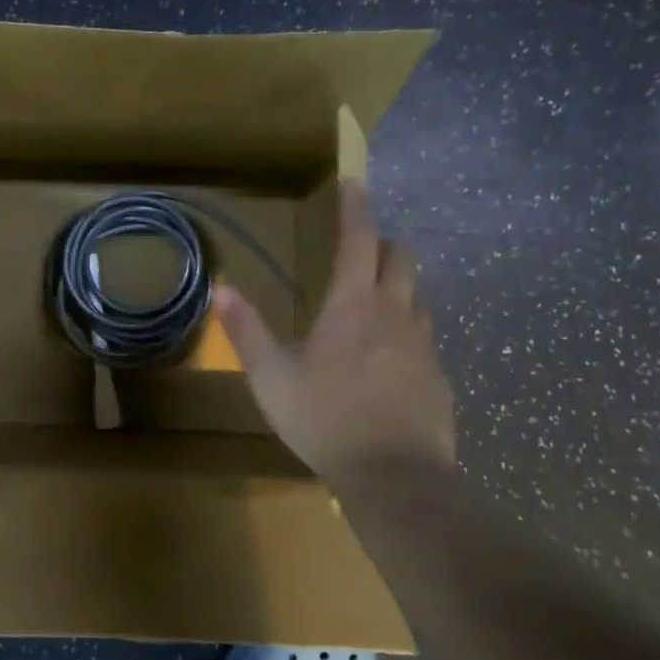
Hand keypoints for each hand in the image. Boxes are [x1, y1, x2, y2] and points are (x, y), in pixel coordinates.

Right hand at [215, 180, 454, 479]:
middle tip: (361, 251)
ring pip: (417, 296)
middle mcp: (395, 313)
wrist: (396, 477)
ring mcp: (423, 345)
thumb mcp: (271, 376)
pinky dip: (407, 332)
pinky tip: (389, 360)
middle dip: (382, 244)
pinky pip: (425, 338)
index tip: (354, 181)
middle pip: (400, 258)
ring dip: (398, 287)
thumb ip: (247, 329)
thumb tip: (221, 287)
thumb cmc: (324, 418)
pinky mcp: (439, 377)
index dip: (356, 207)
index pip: (358, 239)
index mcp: (352, 305)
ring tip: (374, 305)